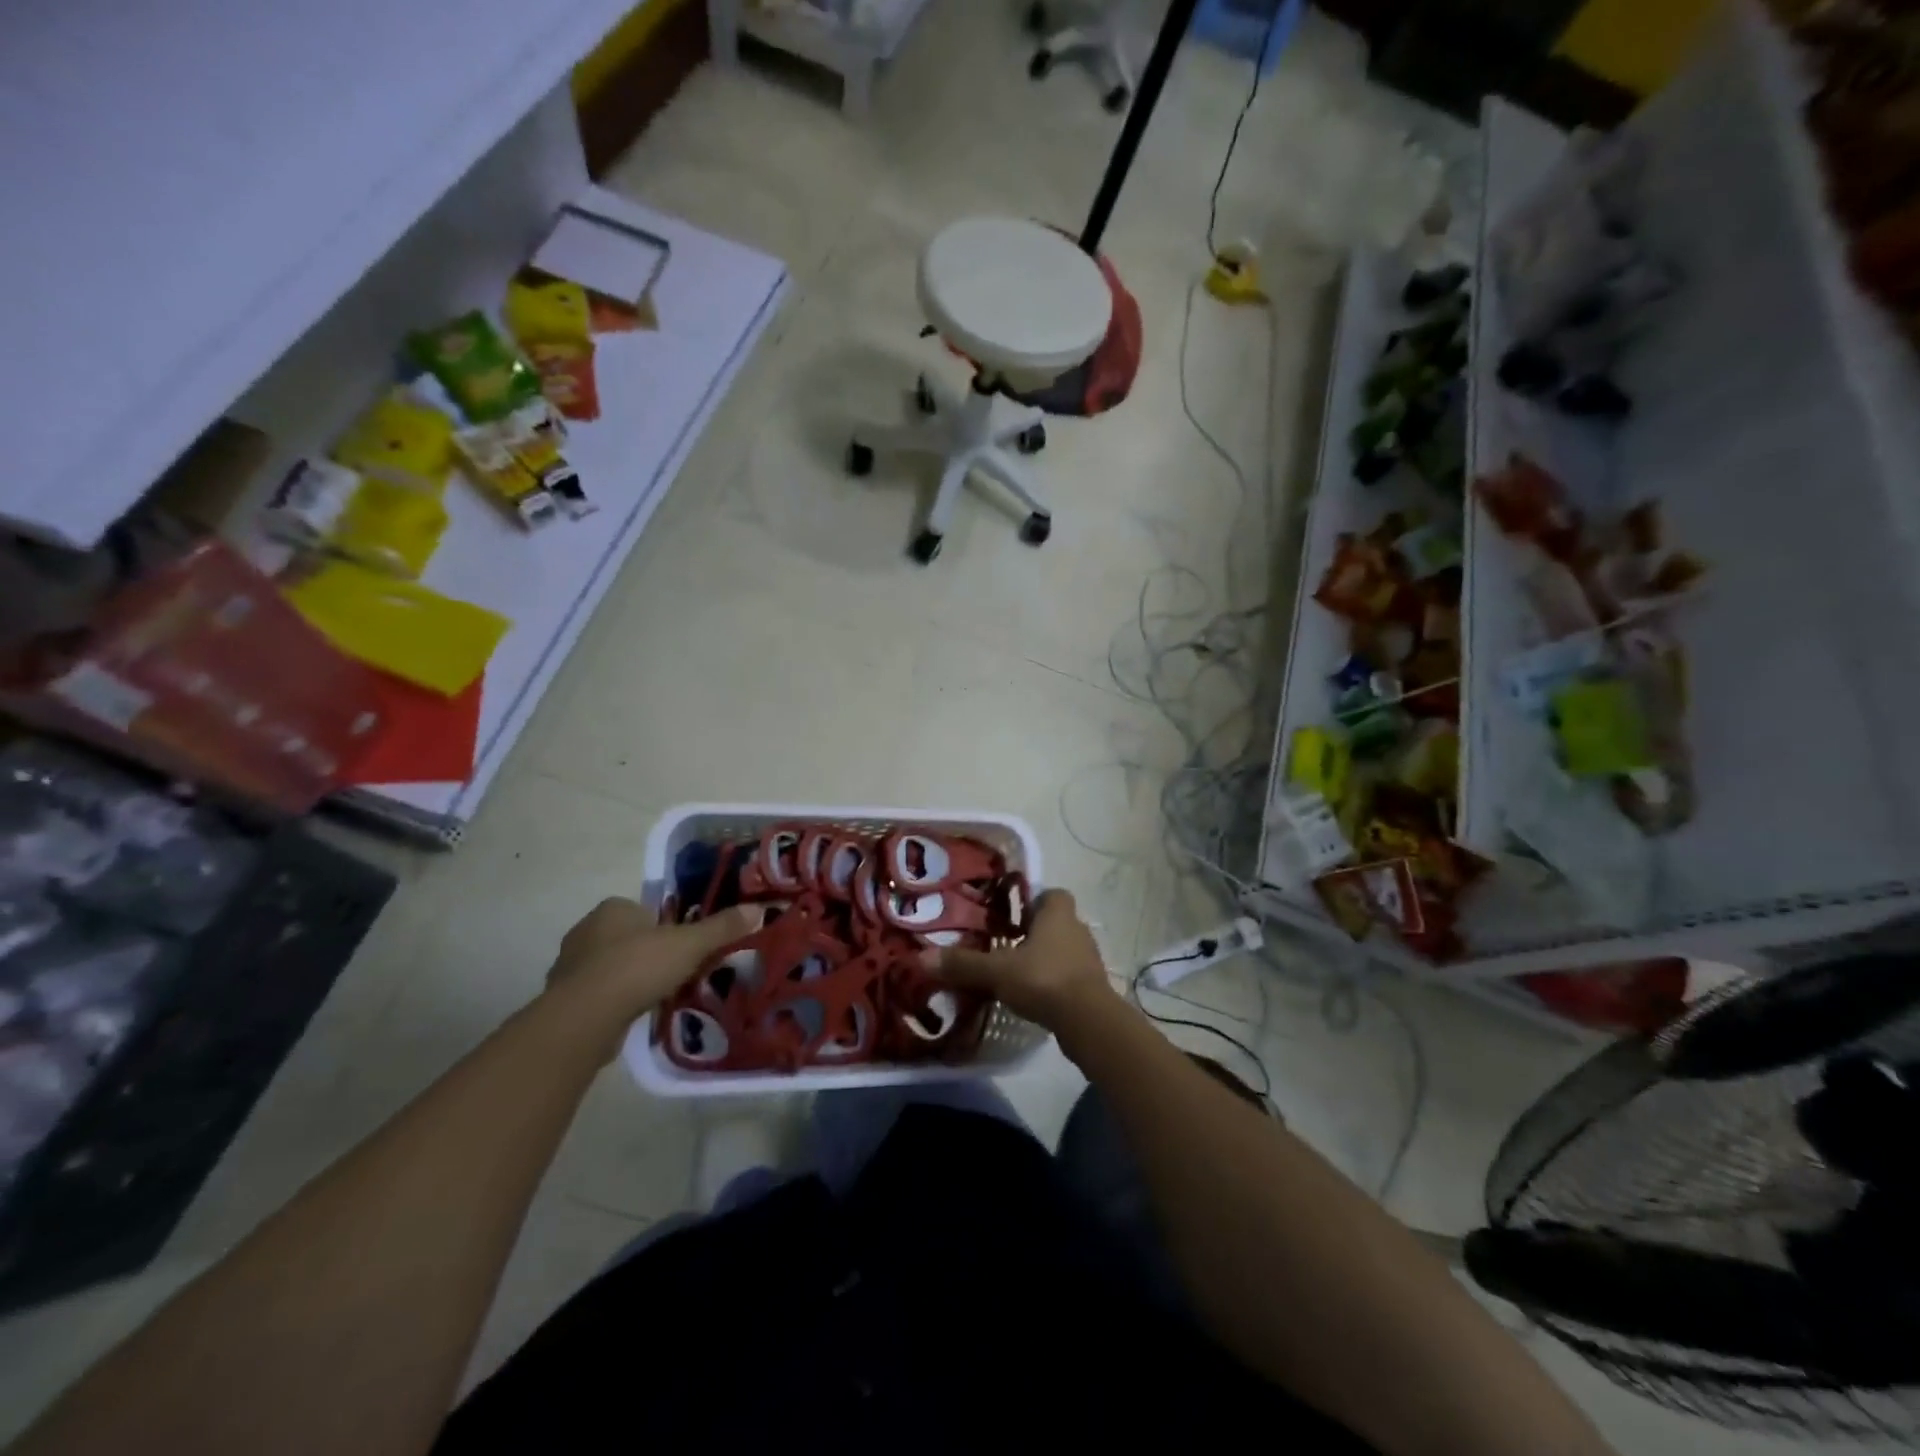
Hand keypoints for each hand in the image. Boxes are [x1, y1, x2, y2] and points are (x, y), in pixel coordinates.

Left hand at [545, 898, 757, 1055]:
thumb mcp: (689, 945)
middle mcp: (586, 930)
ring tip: (657, 996)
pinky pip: (597, 995)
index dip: (666, 926)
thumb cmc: (637, 967)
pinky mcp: (563, 999)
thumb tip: (758, 909)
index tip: (684, 946)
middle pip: (628, 937)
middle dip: (649, 953)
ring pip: (610, 967)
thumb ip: (721, 928)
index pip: (645, 910)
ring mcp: (569, 966)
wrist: (583, 1018)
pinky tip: (633, 1015)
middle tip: (676, 971)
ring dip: (630, 979)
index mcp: (614, 908)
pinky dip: (614, 1002)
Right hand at [929, 889, 1116, 1030]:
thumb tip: (922, 958)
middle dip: (1034, 931)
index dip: (1033, 900)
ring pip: (1062, 949)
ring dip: (1043, 958)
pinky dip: (1052, 981)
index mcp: (1058, 914)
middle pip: (1056, 922)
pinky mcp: (1092, 986)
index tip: (1012, 914)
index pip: (1052, 893)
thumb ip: (963, 964)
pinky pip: (1069, 975)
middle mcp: (1077, 929)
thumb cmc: (1043, 980)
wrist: (1088, 1022)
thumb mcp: (997, 971)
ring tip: (1016, 972)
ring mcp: (1088, 959)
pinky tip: (1033, 996)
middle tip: (1006, 944)